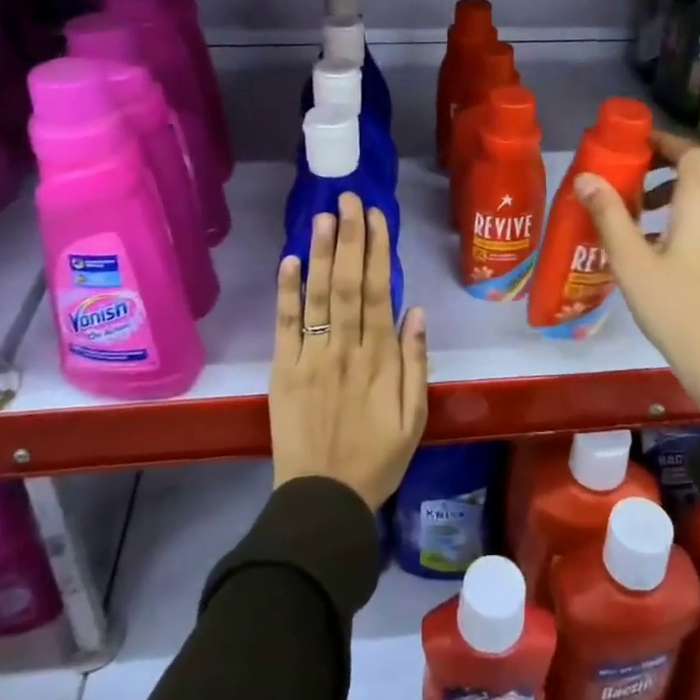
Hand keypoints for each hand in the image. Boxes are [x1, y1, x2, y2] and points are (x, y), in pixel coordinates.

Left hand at [270, 193, 428, 508]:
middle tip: (348, 198)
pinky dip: (286, 293)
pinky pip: (285, 326)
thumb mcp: (414, 418)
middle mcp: (345, 349)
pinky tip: (289, 261)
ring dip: (320, 253)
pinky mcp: (284, 371)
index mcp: (379, 359)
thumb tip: (415, 311)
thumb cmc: (377, 459)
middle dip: (350, 238)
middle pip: (347, 283)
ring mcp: (311, 357)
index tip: (376, 216)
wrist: (323, 500)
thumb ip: (415, 363)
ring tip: (323, 216)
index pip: (378, 292)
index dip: (377, 251)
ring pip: (317, 296)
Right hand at [575, 132, 699, 416]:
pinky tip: (657, 237)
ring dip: (679, 184)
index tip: (631, 145)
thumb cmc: (676, 308)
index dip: (663, 140)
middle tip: (635, 170)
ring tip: (638, 206)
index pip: (691, 150)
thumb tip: (585, 177)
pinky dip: (689, 207)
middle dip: (671, 158)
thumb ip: (609, 215)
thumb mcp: (632, 262)